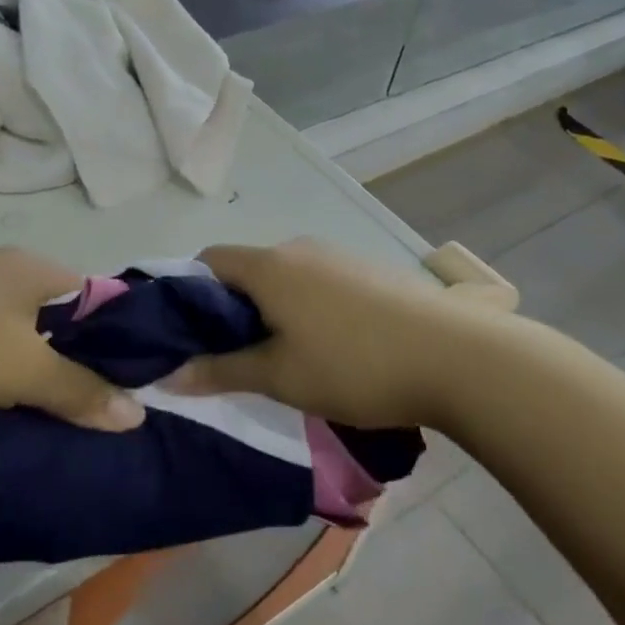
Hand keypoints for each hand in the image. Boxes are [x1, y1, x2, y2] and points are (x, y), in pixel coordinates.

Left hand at [0, 249, 144, 431]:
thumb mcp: (22, 374)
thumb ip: (80, 391)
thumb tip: (137, 414)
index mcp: (32, 267)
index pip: (95, 297)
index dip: (113, 340)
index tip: (120, 383)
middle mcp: (3, 263)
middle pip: (57, 311)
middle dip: (71, 354)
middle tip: (80, 400)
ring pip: (20, 322)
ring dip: (32, 358)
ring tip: (38, 401)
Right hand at [170, 240, 469, 427]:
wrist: (457, 356)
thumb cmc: (353, 365)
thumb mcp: (279, 377)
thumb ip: (220, 371)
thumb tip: (168, 376)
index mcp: (269, 265)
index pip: (208, 260)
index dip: (188, 292)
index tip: (188, 333)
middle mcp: (300, 248)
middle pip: (247, 269)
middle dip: (232, 308)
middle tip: (233, 356)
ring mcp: (339, 256)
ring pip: (286, 277)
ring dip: (273, 310)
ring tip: (283, 357)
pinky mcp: (370, 271)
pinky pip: (319, 283)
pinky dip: (307, 307)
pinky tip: (330, 346)